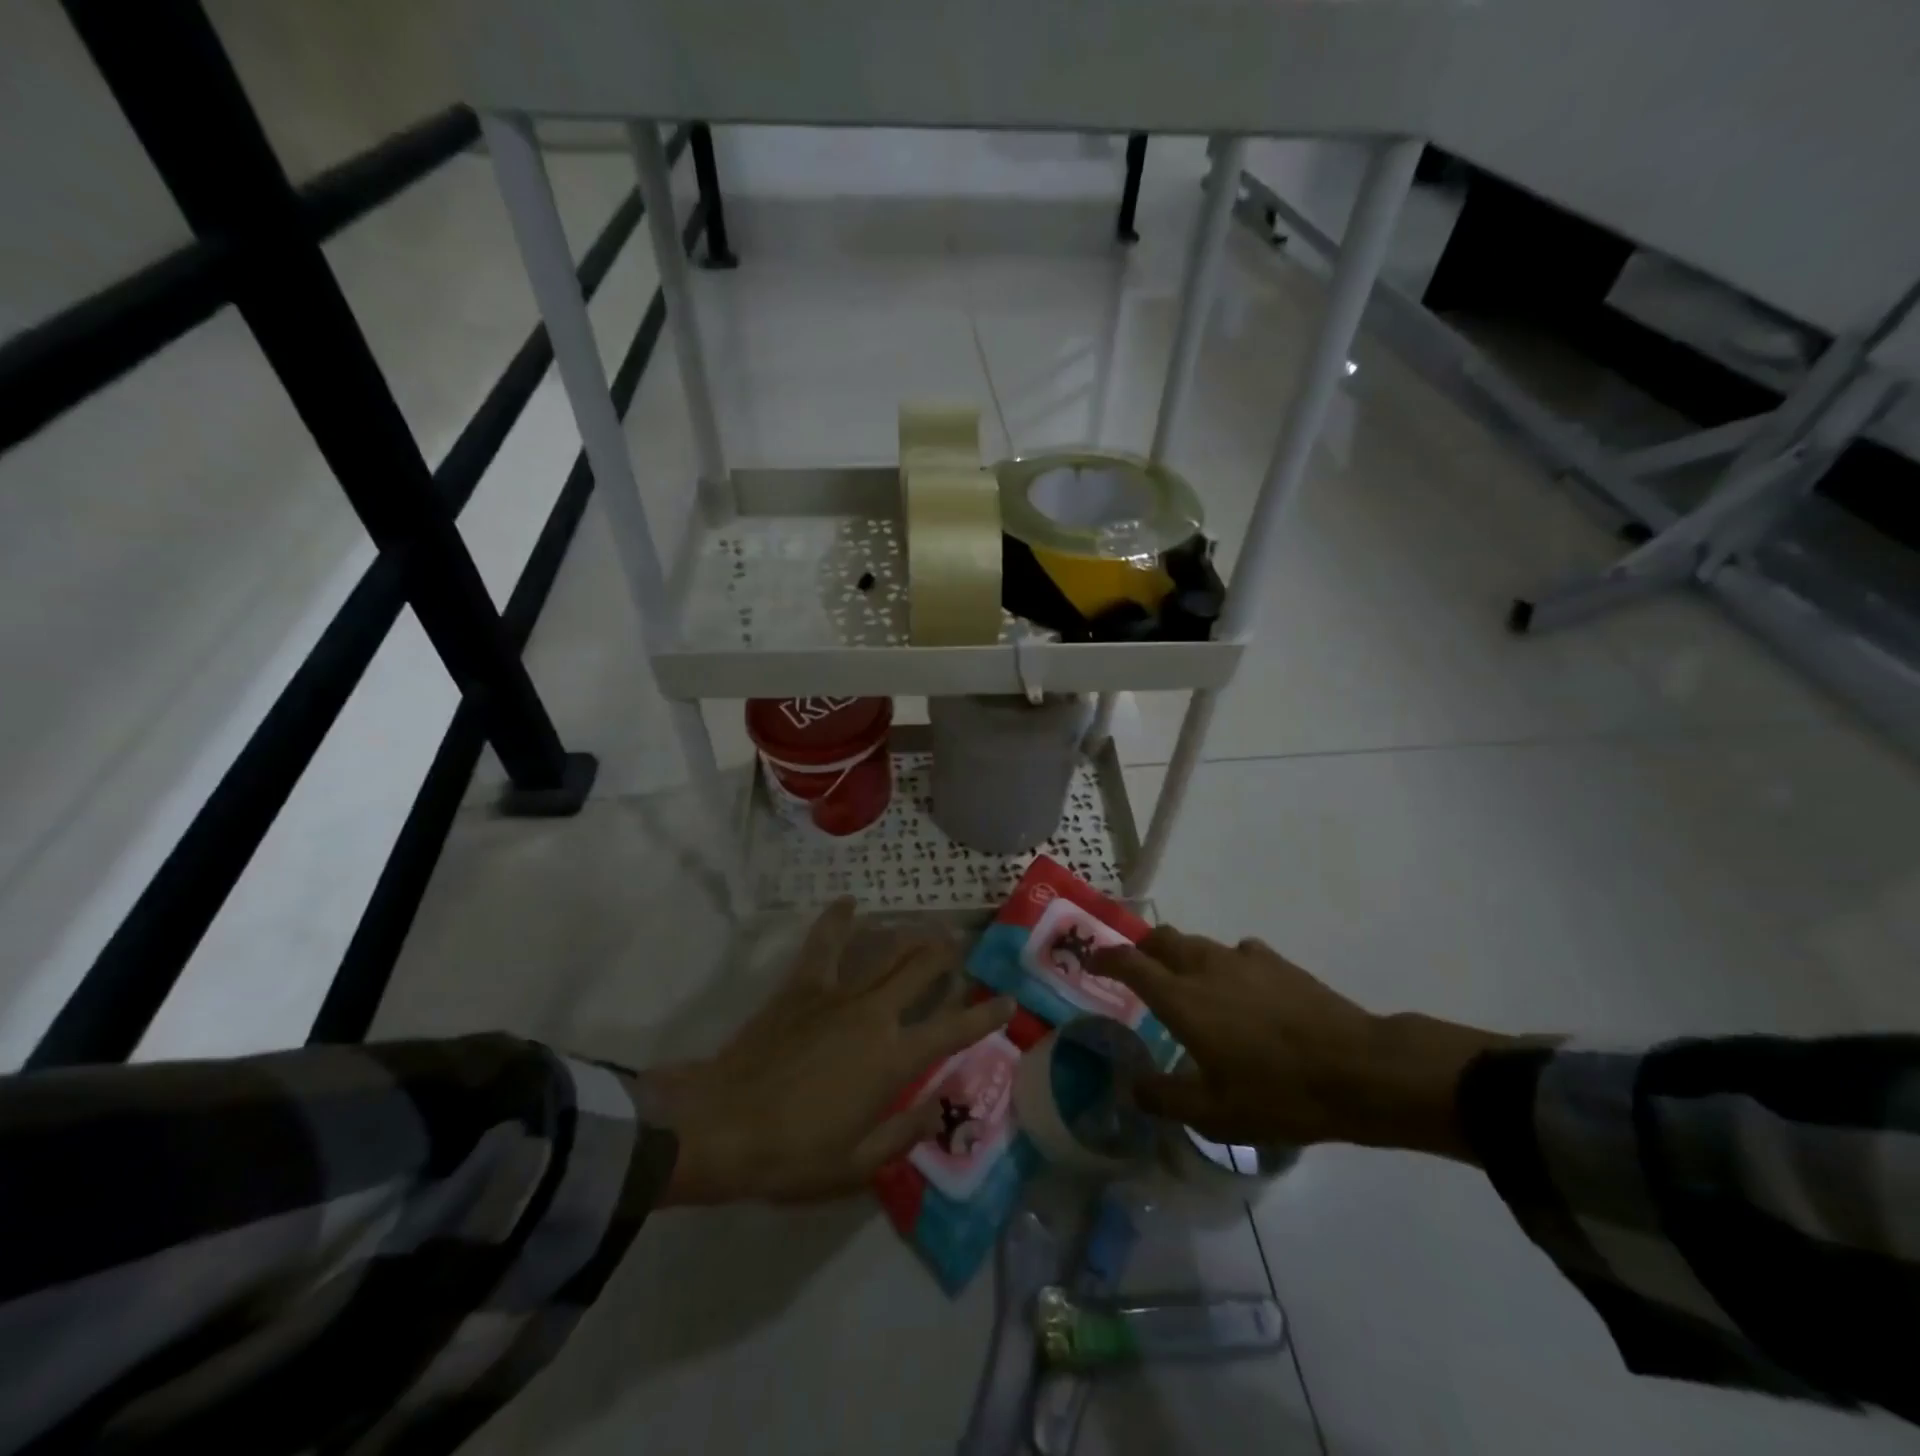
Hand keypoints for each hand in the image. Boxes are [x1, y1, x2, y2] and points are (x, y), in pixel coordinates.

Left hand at [647, 900, 1013, 1203]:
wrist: (722, 1124)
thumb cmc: (792, 1153)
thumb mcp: (856, 1164)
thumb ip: (904, 1132)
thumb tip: (938, 1109)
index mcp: (893, 1060)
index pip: (954, 1030)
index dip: (986, 1014)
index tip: (1007, 1000)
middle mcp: (875, 1016)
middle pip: (922, 971)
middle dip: (948, 955)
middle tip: (963, 944)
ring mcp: (838, 994)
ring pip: (885, 951)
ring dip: (910, 936)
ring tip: (928, 926)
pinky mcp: (803, 986)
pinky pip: (825, 944)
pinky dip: (838, 919)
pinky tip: (850, 903)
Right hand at [1090, 928, 1523, 1159]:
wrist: (1358, 1070)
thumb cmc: (1278, 1093)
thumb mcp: (1214, 1114)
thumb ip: (1163, 1098)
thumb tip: (1130, 1086)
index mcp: (1182, 998)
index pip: (1130, 963)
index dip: (1105, 957)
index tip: (1091, 959)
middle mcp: (1205, 967)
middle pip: (1162, 939)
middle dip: (1143, 948)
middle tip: (1137, 970)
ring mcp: (1243, 959)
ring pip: (1199, 943)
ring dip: (1183, 956)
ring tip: (1190, 985)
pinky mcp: (1277, 963)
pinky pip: (1238, 953)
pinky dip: (1226, 964)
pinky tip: (1241, 990)